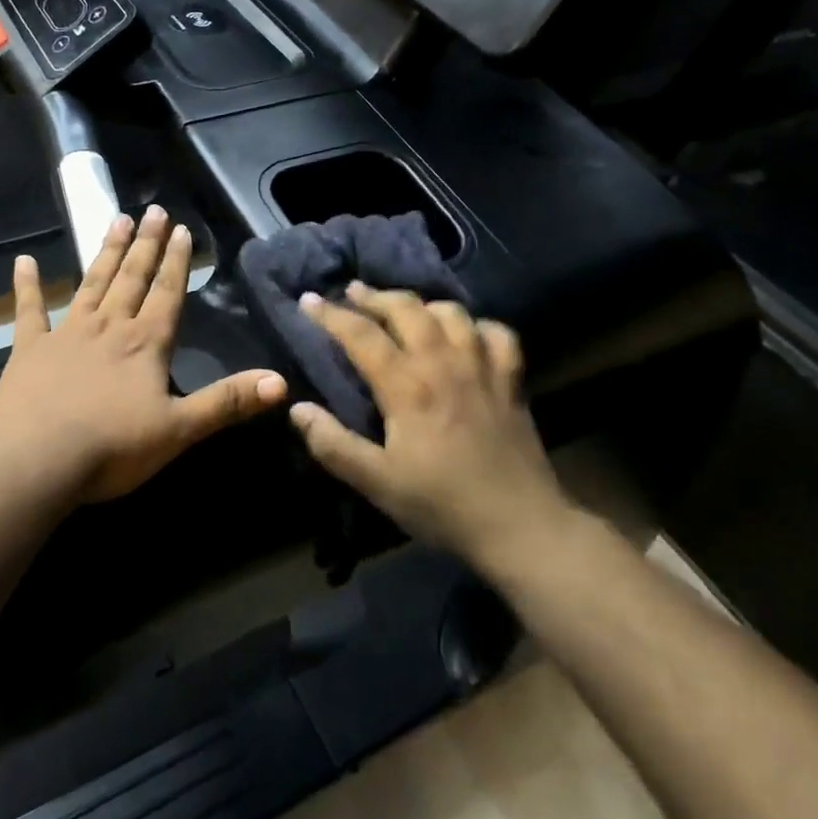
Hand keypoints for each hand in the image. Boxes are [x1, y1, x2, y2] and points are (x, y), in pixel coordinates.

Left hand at [0, 206, 287, 506]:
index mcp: (145, 344)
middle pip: (131, 278)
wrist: (33, 463)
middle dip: (145, 244)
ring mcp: (65, 335)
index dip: (176, 261)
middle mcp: (108, 328)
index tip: (180, 228)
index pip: (167, 293)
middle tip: (153, 210)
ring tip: (115, 220)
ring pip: (91, 284)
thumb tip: (281, 382)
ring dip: (105, 253)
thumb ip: (227, 402)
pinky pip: (28, 312)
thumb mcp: (179, 430)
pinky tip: (23, 262)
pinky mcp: (28, 351)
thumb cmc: (111, 448)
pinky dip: (27, 286)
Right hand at [288, 284, 570, 568]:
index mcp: (407, 386)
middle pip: (406, 308)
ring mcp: (483, 367)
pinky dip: (476, 325)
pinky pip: (497, 334)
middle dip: (374, 296)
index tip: (309, 300)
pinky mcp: (512, 380)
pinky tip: (465, 335)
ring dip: (421, 304)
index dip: (330, 314)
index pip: (361, 334)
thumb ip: (333, 444)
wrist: (520, 526)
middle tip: (352, 293)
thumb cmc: (442, 504)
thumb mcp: (376, 483)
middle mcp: (444, 363)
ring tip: (404, 310)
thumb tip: (297, 408)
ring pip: (450, 312)